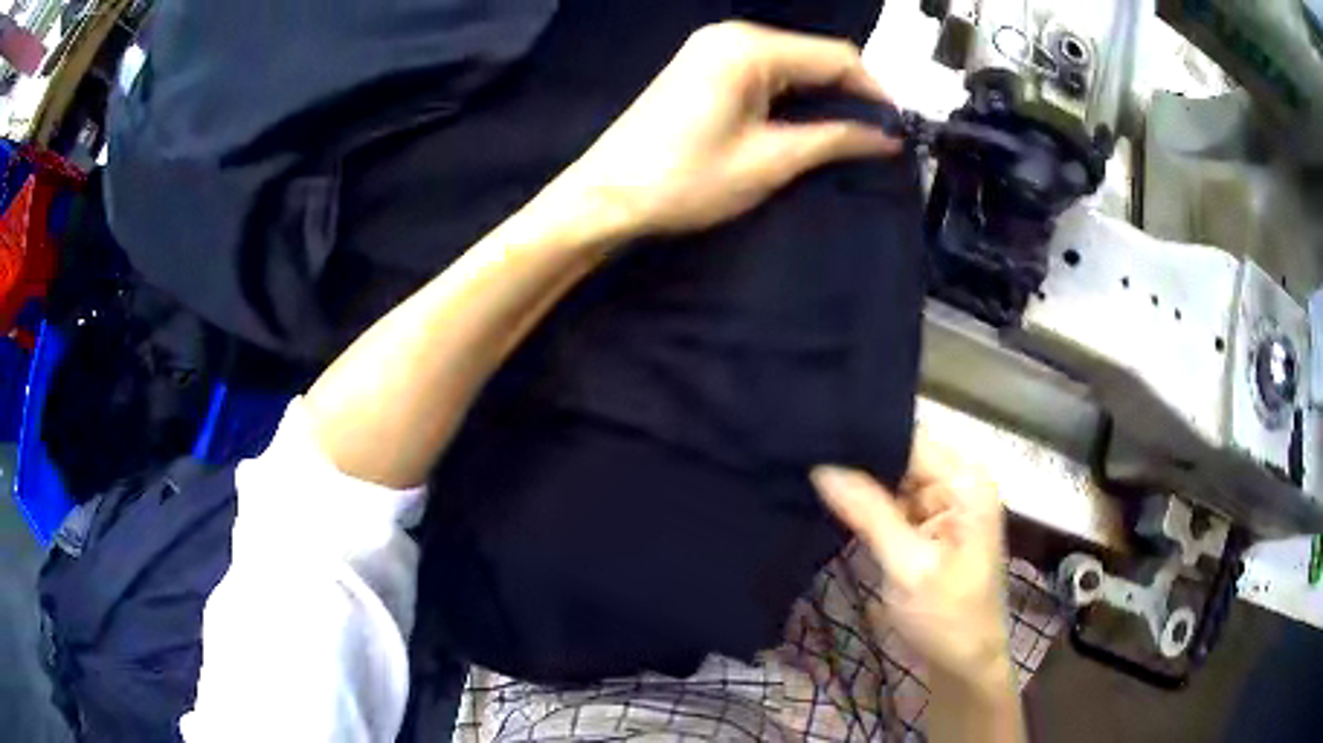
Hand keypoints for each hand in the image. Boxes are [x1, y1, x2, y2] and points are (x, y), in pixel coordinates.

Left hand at [555, 21, 899, 236]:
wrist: (606, 196)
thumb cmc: (684, 180)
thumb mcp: (769, 160)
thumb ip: (833, 139)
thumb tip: (886, 136)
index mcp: (749, 48)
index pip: (835, 56)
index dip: (873, 90)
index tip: (898, 127)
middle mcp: (731, 37)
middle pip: (812, 55)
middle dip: (848, 93)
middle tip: (877, 136)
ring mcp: (712, 49)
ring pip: (791, 64)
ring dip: (822, 96)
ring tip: (849, 136)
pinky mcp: (703, 67)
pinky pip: (765, 72)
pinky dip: (792, 95)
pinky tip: (807, 123)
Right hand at [811, 435, 1012, 696]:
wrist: (964, 664)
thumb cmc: (946, 616)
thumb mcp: (908, 565)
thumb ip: (869, 513)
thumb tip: (822, 467)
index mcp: (966, 483)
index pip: (910, 440)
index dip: (866, 436)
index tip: (814, 434)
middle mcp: (958, 484)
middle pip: (902, 457)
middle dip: (859, 460)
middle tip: (802, 455)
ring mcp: (945, 506)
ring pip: (894, 481)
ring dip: (860, 484)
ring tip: (808, 472)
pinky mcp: (930, 528)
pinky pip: (895, 505)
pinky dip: (868, 507)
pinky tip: (832, 500)